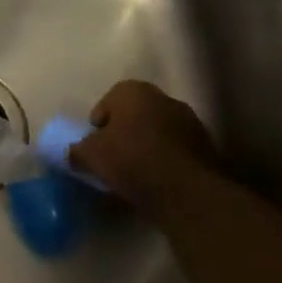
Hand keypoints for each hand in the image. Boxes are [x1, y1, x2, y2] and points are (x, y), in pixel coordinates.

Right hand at [70, 80, 220, 210]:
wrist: (184, 191)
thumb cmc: (130, 160)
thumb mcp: (89, 155)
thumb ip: (77, 150)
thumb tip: (75, 154)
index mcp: (134, 91)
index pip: (108, 101)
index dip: (98, 124)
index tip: (93, 146)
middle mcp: (165, 99)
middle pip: (134, 116)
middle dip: (123, 135)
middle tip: (111, 159)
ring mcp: (190, 123)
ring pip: (156, 134)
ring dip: (144, 149)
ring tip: (132, 176)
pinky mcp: (206, 148)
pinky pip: (174, 152)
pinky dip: (163, 163)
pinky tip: (154, 183)